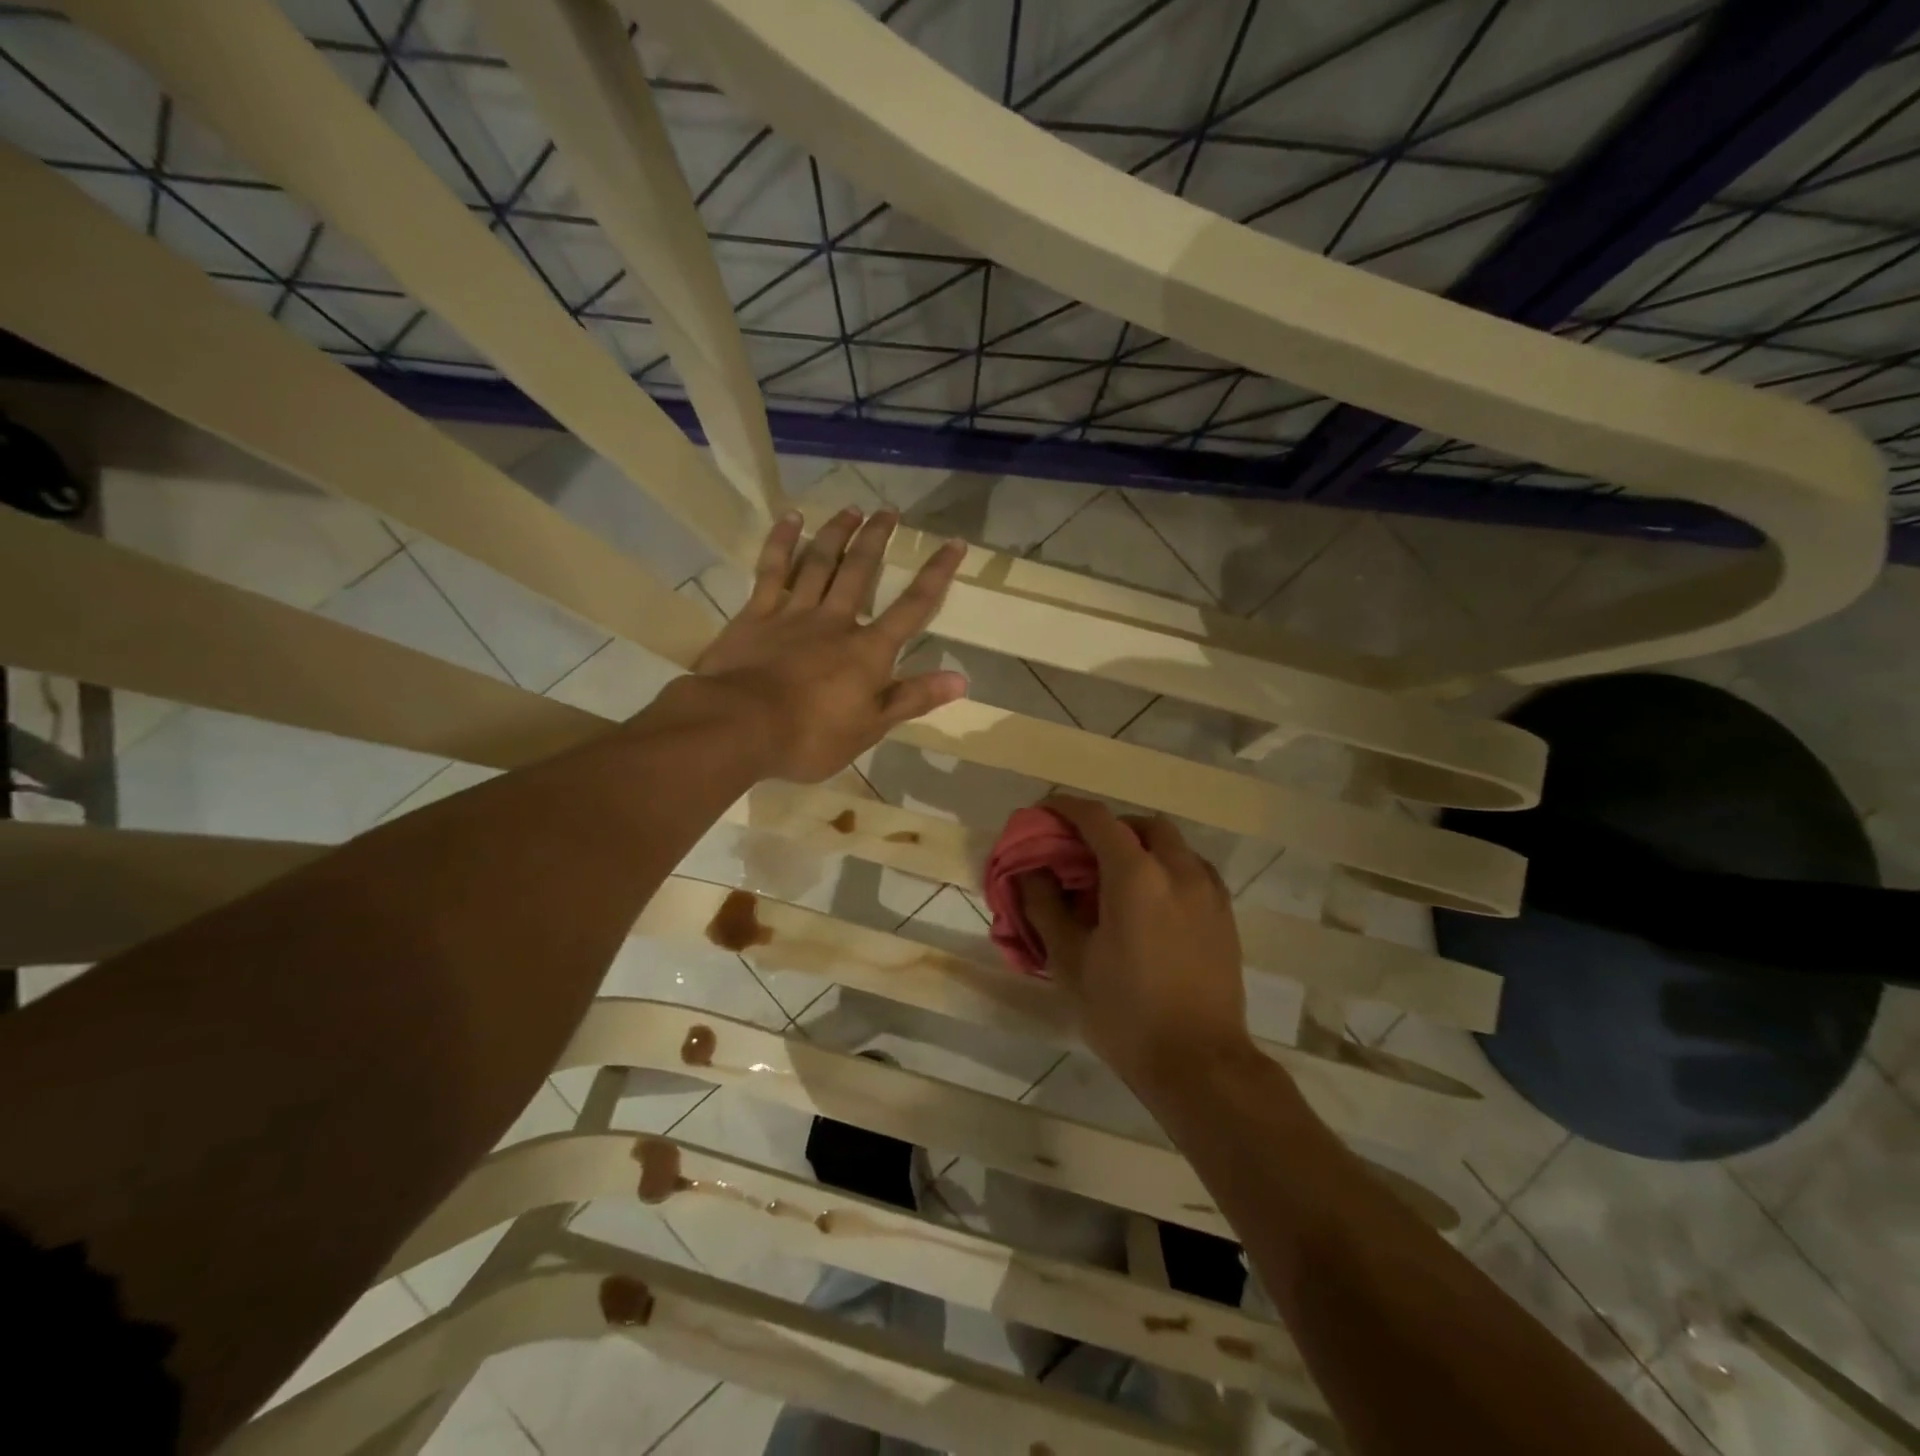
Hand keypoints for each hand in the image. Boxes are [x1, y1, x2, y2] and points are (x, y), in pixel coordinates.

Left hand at [687, 506, 968, 781]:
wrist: (741, 726)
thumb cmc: (811, 736)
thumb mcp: (870, 727)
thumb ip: (912, 698)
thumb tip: (961, 678)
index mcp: (868, 650)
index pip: (912, 606)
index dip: (936, 574)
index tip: (954, 543)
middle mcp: (836, 621)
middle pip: (861, 571)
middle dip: (877, 539)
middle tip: (889, 511)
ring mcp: (794, 612)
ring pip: (820, 562)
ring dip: (837, 533)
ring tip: (851, 508)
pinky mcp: (756, 613)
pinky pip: (772, 569)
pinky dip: (782, 542)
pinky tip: (791, 519)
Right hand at [1017, 795, 1254, 1095]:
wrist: (1200, 1065)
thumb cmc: (1126, 1014)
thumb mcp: (1070, 962)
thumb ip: (1045, 907)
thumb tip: (1030, 872)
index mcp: (1137, 877)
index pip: (1098, 820)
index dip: (1066, 809)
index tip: (1044, 813)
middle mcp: (1178, 871)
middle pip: (1141, 824)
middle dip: (1108, 826)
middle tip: (1081, 852)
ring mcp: (1208, 892)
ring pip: (1173, 845)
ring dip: (1141, 846)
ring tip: (1116, 877)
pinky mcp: (1225, 915)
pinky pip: (1193, 870)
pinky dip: (1167, 868)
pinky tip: (1151, 902)